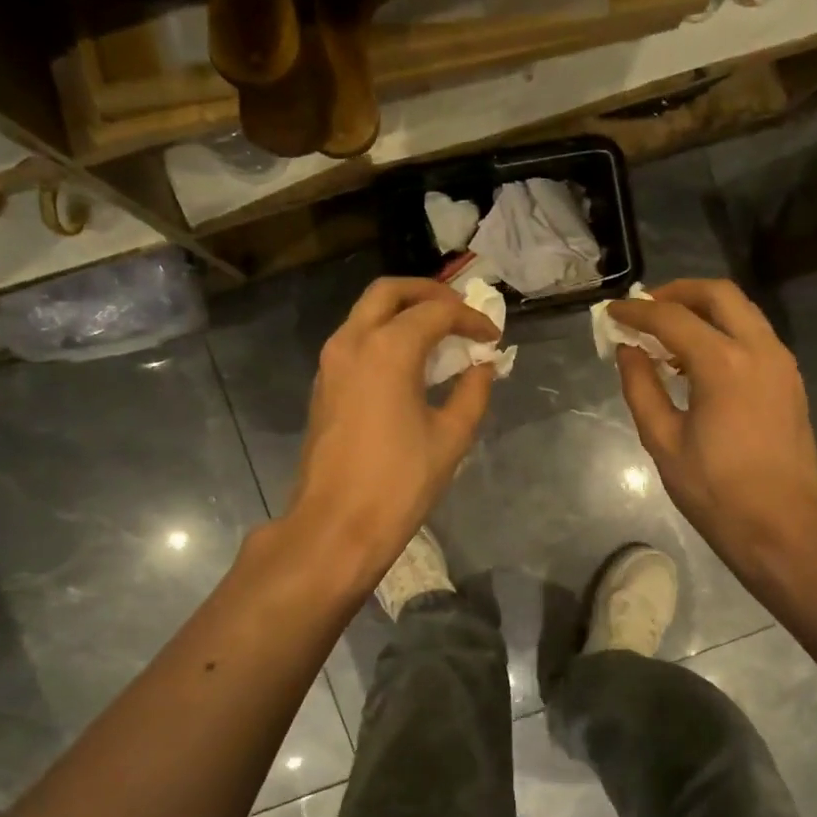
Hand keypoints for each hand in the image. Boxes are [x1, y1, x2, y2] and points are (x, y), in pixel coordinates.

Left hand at [287, 277, 499, 587]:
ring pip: (366, 312)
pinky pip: (355, 339)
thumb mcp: (451, 437)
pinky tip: (410, 363)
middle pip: (390, 292)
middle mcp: (352, 342)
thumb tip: (482, 367)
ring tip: (439, 335)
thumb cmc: (400, 482)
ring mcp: (331, 362)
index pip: (437, 312)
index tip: (493, 338)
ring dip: (403, 312)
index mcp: (387, 349)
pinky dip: (384, 335)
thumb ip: (473, 392)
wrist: (337, 525)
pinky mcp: (323, 384)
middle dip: (429, 293)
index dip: (471, 319)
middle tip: (460, 311)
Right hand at [608, 279, 816, 576]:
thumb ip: (641, 387)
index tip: (612, 313)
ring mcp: (781, 363)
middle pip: (718, 294)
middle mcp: (759, 349)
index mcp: (724, 364)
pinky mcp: (790, 380)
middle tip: (646, 308)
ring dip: (704, 310)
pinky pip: (755, 336)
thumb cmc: (714, 490)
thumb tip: (628, 351)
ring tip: (669, 334)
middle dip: (677, 293)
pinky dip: (725, 332)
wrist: (781, 525)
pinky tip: (701, 360)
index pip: (672, 319)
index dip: (637, 312)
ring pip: (742, 311)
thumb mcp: (663, 441)